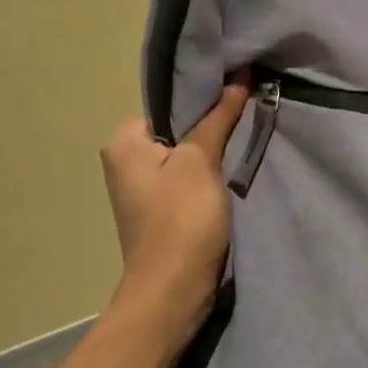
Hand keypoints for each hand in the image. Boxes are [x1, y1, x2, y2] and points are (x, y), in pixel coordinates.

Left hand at [100, 80, 249, 331]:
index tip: (238, 98)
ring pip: (184, 156)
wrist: (173, 290)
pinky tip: (228, 177)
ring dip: (211, 154)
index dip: (204, 101)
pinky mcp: (159, 211)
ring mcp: (140, 189)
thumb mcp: (202, 161)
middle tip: (245, 120)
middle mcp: (123, 161)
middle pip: (177, 130)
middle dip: (209, 127)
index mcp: (123, 142)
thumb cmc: (182, 218)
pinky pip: (185, 180)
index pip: (169, 105)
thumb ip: (218, 118)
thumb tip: (239, 77)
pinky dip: (206, 177)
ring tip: (241, 145)